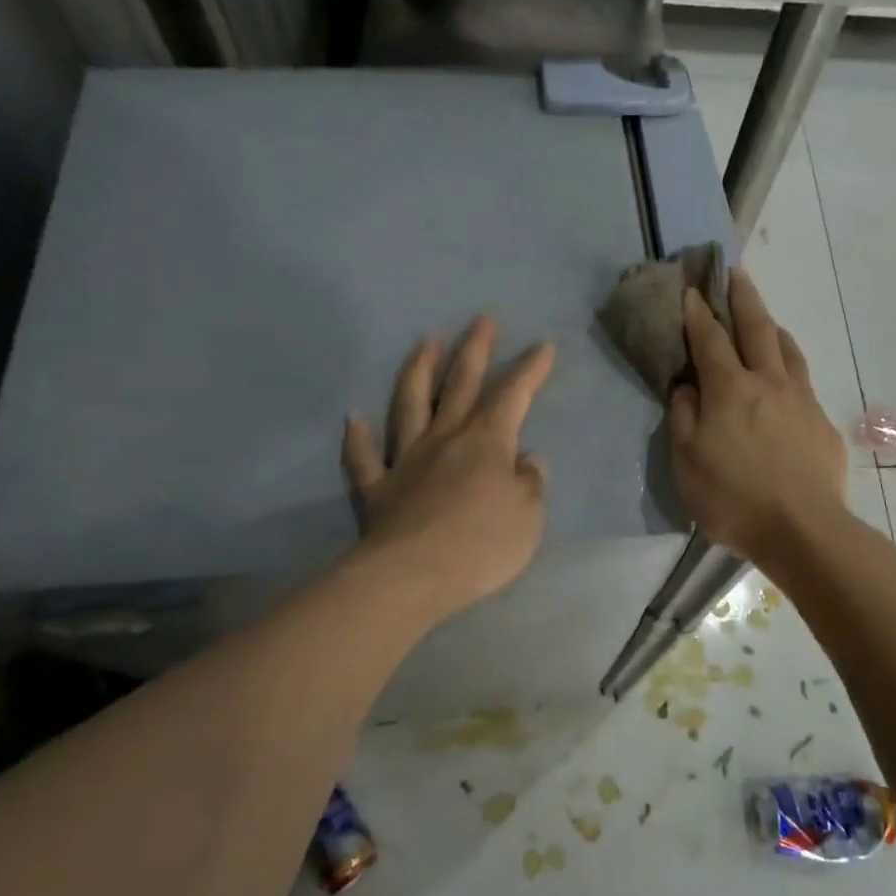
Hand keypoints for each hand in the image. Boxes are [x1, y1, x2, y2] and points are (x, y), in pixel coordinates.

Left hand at [343, 317, 554, 619]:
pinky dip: (357, 438)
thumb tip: (527, 460)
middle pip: (460, 384)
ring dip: (418, 371)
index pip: (513, 394)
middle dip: (474, 350)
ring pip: (410, 405)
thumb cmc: (482, 545)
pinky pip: (364, 458)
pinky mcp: (377, 489)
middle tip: (481, 319)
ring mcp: (406, 460)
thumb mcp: (528, 517)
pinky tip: (353, 419)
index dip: (530, 369)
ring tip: (424, 342)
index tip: (543, 345)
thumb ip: (530, 483)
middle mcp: (445, 438)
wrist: (413, 576)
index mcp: (486, 442)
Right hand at [669, 270, 847, 561]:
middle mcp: (768, 382)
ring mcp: (801, 399)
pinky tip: (787, 377)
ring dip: (772, 326)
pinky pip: (803, 380)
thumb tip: (687, 386)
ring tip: (764, 318)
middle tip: (735, 272)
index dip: (697, 313)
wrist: (803, 530)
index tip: (691, 289)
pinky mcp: (822, 422)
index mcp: (730, 389)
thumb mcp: (687, 463)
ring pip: (787, 349)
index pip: (709, 339)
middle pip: (756, 328)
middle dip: (742, 297)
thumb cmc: (733, 499)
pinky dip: (790, 365)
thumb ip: (684, 417)